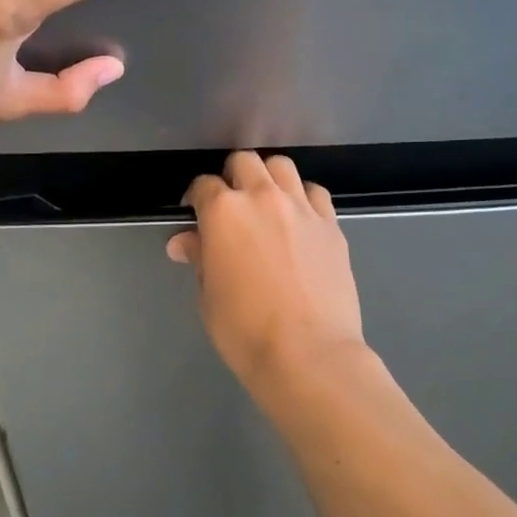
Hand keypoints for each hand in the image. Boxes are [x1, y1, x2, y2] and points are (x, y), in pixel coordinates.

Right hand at [167, 152, 366, 388]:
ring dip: (268, 177)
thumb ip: (199, 258)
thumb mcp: (208, 296)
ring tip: (265, 201)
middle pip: (244, 162)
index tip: (194, 212)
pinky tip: (298, 218)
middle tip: (230, 204)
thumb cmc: (245, 331)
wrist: (309, 354)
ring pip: (282, 166)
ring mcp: (302, 208)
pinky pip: (315, 193)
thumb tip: (185, 243)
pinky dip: (302, 197)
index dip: (195, 198)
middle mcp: (263, 198)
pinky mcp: (331, 224)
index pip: (203, 186)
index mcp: (224, 212)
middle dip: (232, 176)